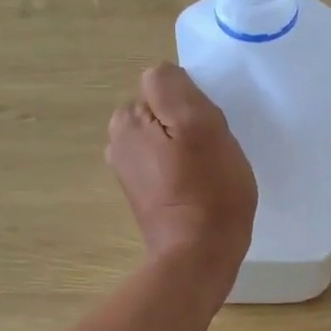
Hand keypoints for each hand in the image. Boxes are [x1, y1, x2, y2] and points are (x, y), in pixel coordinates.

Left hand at [106, 63, 255, 291]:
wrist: (200, 256)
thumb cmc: (207, 189)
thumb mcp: (199, 124)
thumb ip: (173, 87)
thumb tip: (160, 75)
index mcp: (126, 121)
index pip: (165, 87)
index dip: (192, 105)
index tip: (208, 131)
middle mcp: (118, 143)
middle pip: (165, 113)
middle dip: (189, 126)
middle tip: (213, 152)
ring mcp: (129, 173)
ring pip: (169, 140)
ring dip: (191, 149)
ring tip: (210, 172)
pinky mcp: (145, 196)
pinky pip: (170, 166)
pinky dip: (187, 172)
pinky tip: (202, 189)